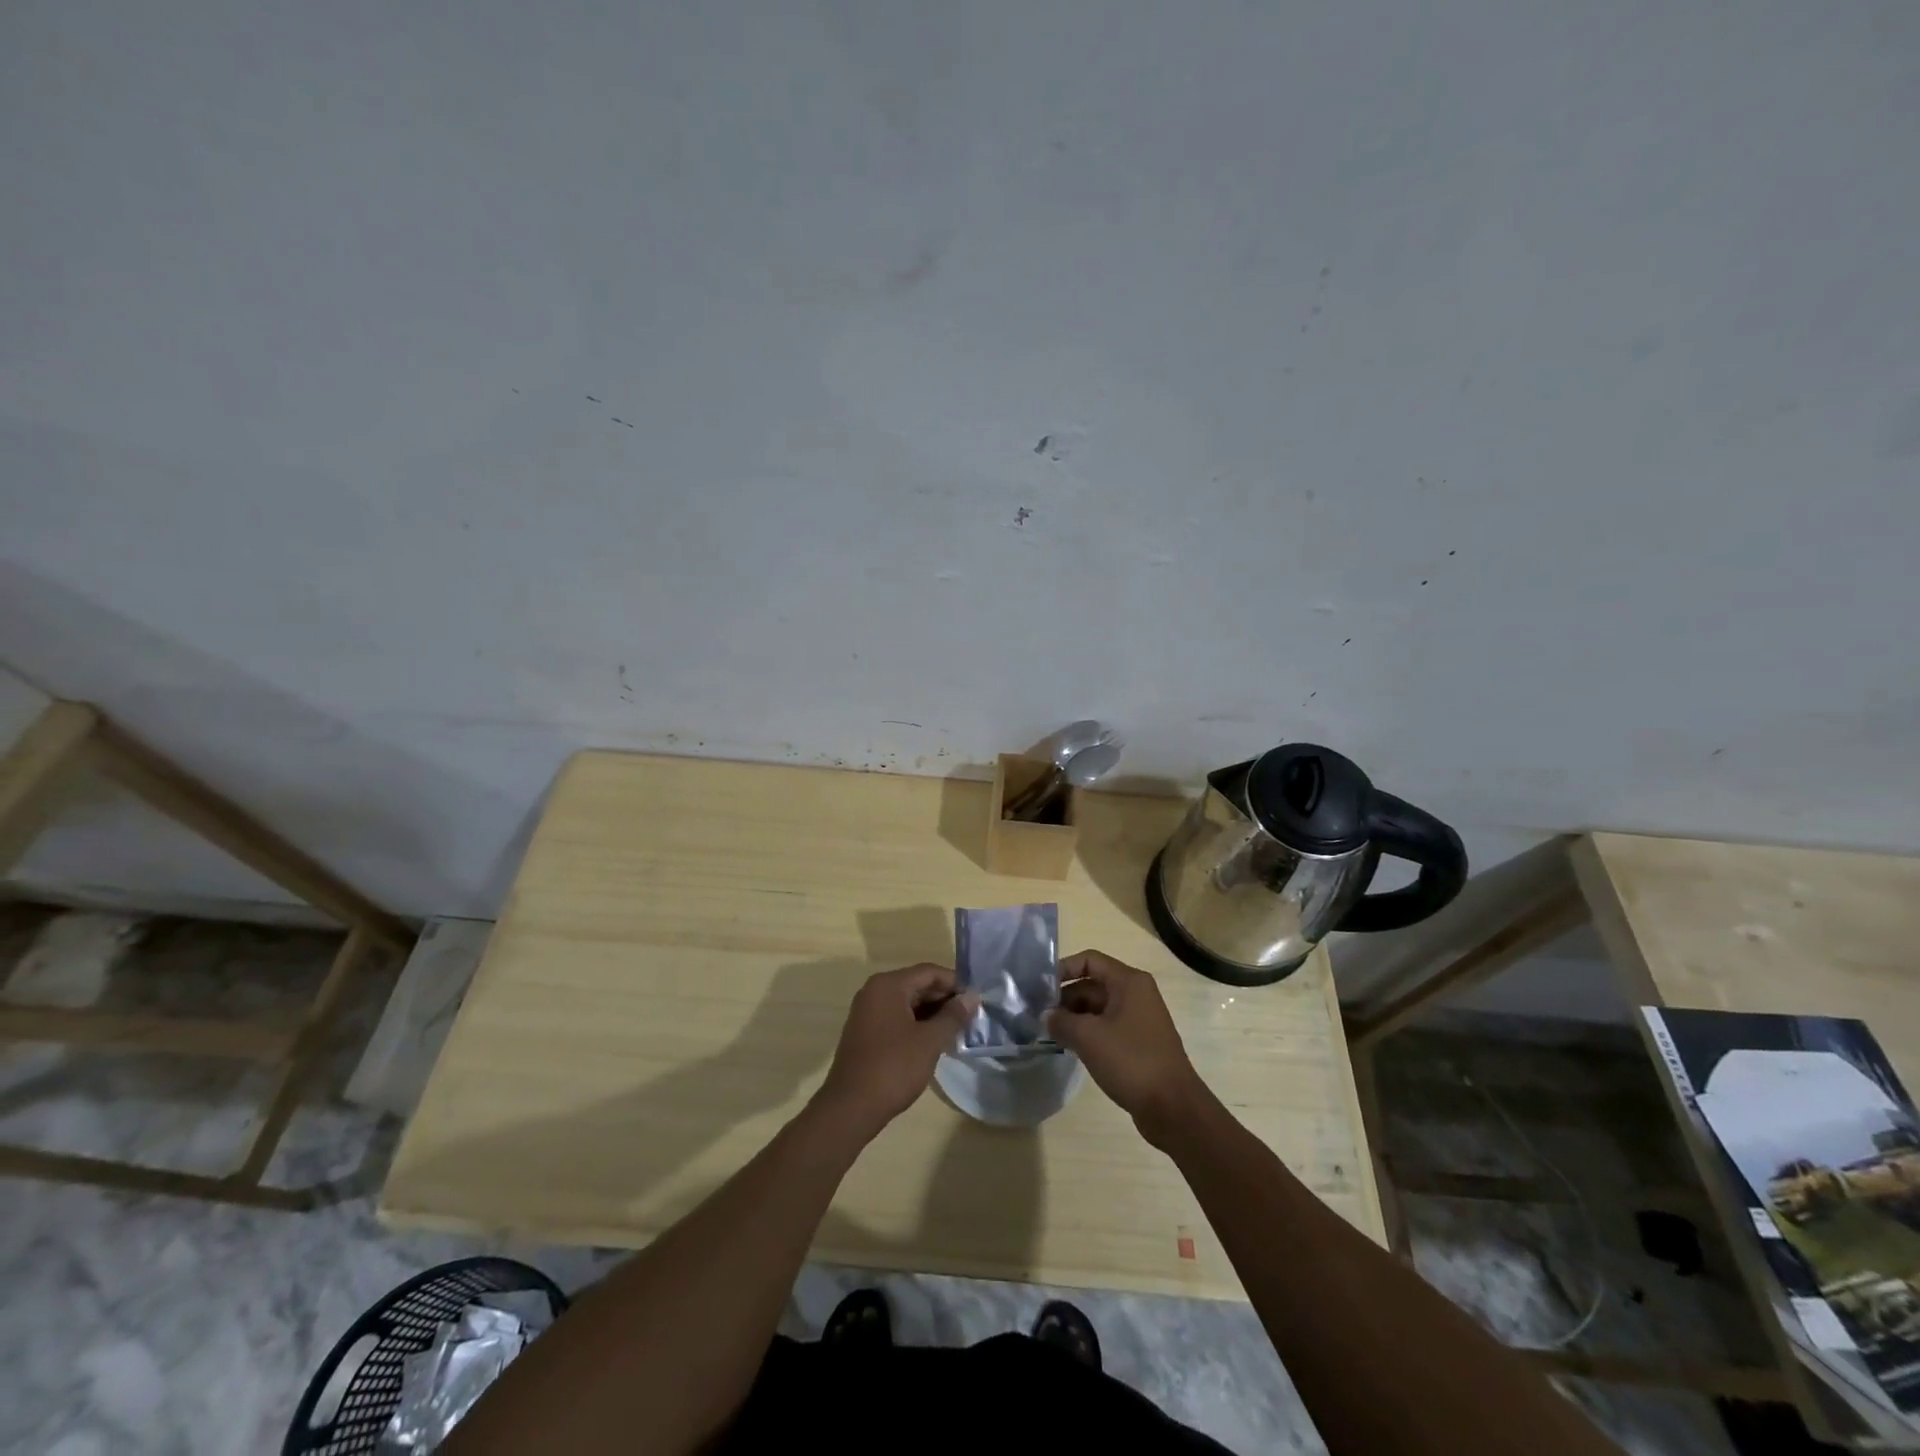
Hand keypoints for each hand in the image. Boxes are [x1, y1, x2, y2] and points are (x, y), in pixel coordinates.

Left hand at [814, 964, 975, 1140]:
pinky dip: (916, 1024)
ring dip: (931, 1013)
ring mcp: (867, 1012)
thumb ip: (953, 1016)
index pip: (929, 972)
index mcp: (888, 985)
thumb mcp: (930, 1041)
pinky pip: (896, 1018)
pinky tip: (933, 1041)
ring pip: (907, 1003)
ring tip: (956, 1029)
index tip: (976, 999)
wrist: (850, 1107)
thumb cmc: (893, 1068)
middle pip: (917, 985)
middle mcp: (874, 991)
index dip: (955, 983)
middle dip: (944, 999)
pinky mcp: (865, 1032)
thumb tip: (972, 997)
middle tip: (970, 1016)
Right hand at [1046, 949, 1209, 1146]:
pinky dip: (1087, 1033)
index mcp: (1129, 982)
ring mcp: (1138, 1019)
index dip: (1063, 969)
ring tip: (1049, 1033)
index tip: (1039, 988)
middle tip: (1038, 1015)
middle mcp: (1136, 994)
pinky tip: (1069, 1047)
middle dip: (1065, 998)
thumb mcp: (1088, 1037)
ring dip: (1074, 1017)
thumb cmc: (1131, 1061)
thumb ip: (1061, 1021)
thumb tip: (1046, 1016)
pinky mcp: (1138, 1043)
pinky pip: (1106, 1027)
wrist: (1173, 1107)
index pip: (1089, 960)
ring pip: (1098, 1008)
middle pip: (1092, 984)